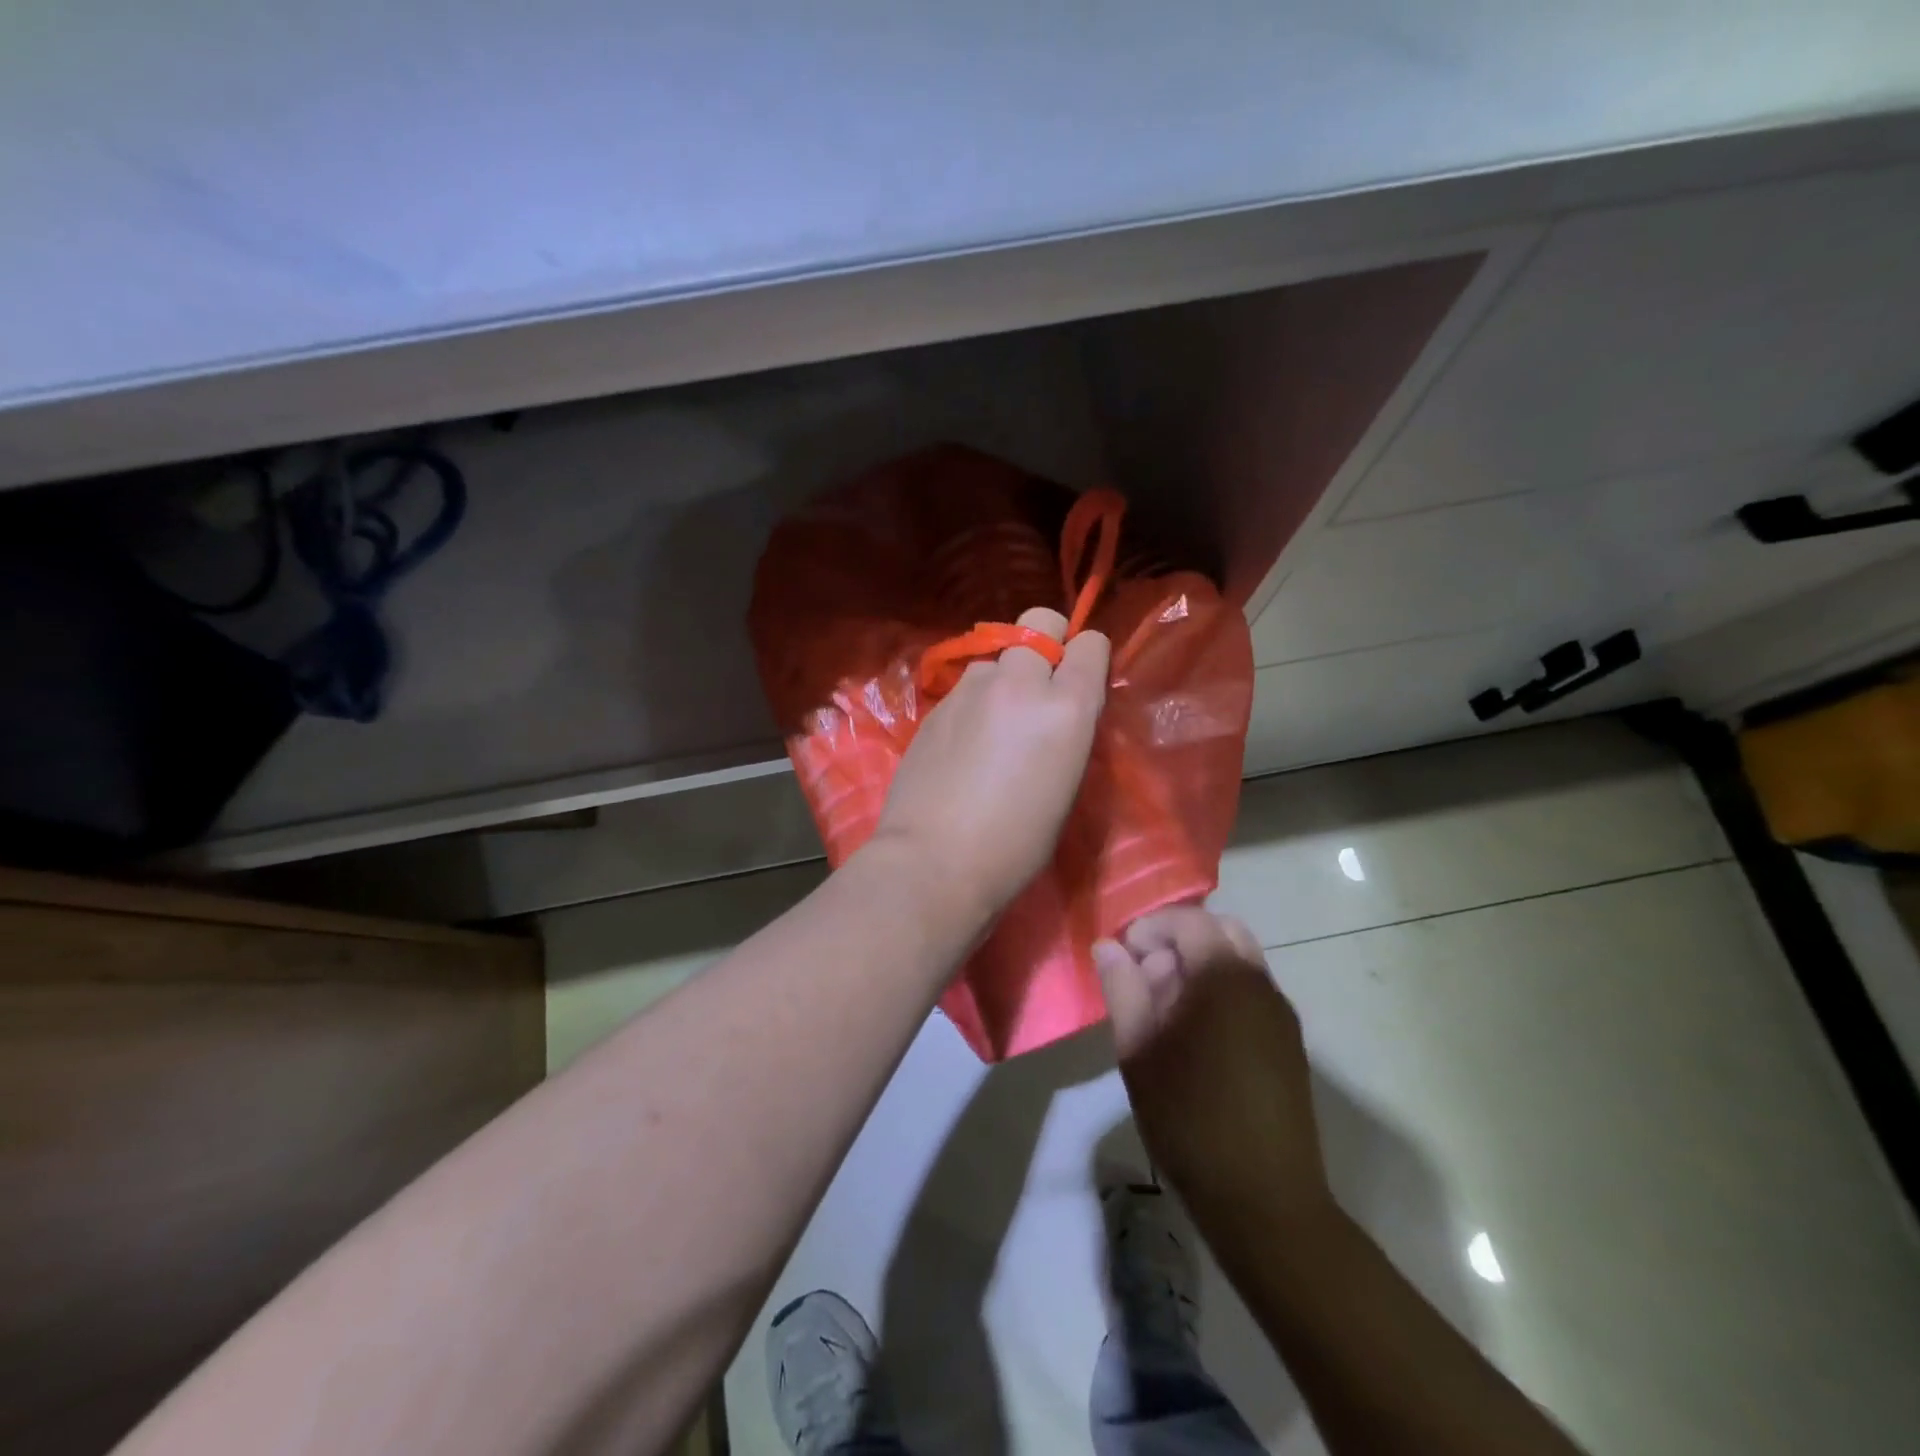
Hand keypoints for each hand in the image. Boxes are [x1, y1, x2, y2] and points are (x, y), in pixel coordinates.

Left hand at [869, 606, 1108, 929]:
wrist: (934, 860)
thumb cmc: (1016, 844)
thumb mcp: (1066, 786)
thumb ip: (1068, 731)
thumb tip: (1060, 710)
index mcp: (1066, 707)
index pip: (1090, 644)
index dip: (1088, 656)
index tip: (1082, 678)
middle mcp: (1019, 683)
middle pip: (1038, 622)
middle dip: (1046, 642)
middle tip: (1040, 683)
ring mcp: (971, 690)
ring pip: (995, 657)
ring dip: (1003, 677)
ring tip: (993, 723)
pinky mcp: (935, 706)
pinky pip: (965, 687)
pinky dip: (973, 702)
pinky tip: (963, 743)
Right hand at [1094, 907, 1333, 1229]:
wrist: (1265, 1201)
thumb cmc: (1189, 1118)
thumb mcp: (1139, 1050)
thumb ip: (1122, 988)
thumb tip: (1107, 945)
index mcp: (1224, 977)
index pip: (1189, 920)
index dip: (1150, 928)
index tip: (1122, 958)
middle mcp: (1260, 983)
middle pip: (1220, 930)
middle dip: (1178, 940)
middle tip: (1144, 977)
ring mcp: (1280, 1013)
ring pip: (1239, 959)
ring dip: (1199, 965)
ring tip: (1164, 1009)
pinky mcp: (1288, 1042)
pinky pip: (1251, 991)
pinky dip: (1220, 990)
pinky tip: (1195, 1035)